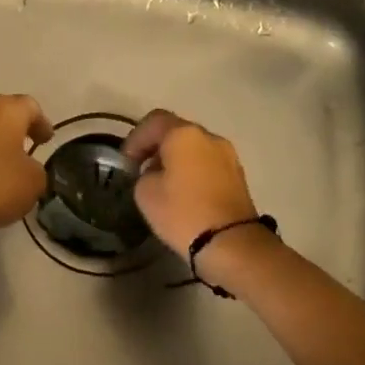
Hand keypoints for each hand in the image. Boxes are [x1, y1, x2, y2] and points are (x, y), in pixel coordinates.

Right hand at [121, 109, 259, 258]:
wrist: (230, 242)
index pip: (154, 121)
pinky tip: (184, 193)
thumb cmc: (182, 213)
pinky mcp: (238, 176)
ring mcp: (228, 156)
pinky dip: (193, 171)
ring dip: (176, 160)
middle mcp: (209, 137)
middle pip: (177, 132)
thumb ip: (144, 174)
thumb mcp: (145, 193)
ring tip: (163, 183)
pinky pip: (208, 164)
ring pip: (195, 148)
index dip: (135, 138)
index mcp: (184, 135)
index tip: (126, 161)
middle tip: (142, 169)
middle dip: (157, 148)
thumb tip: (156, 172)